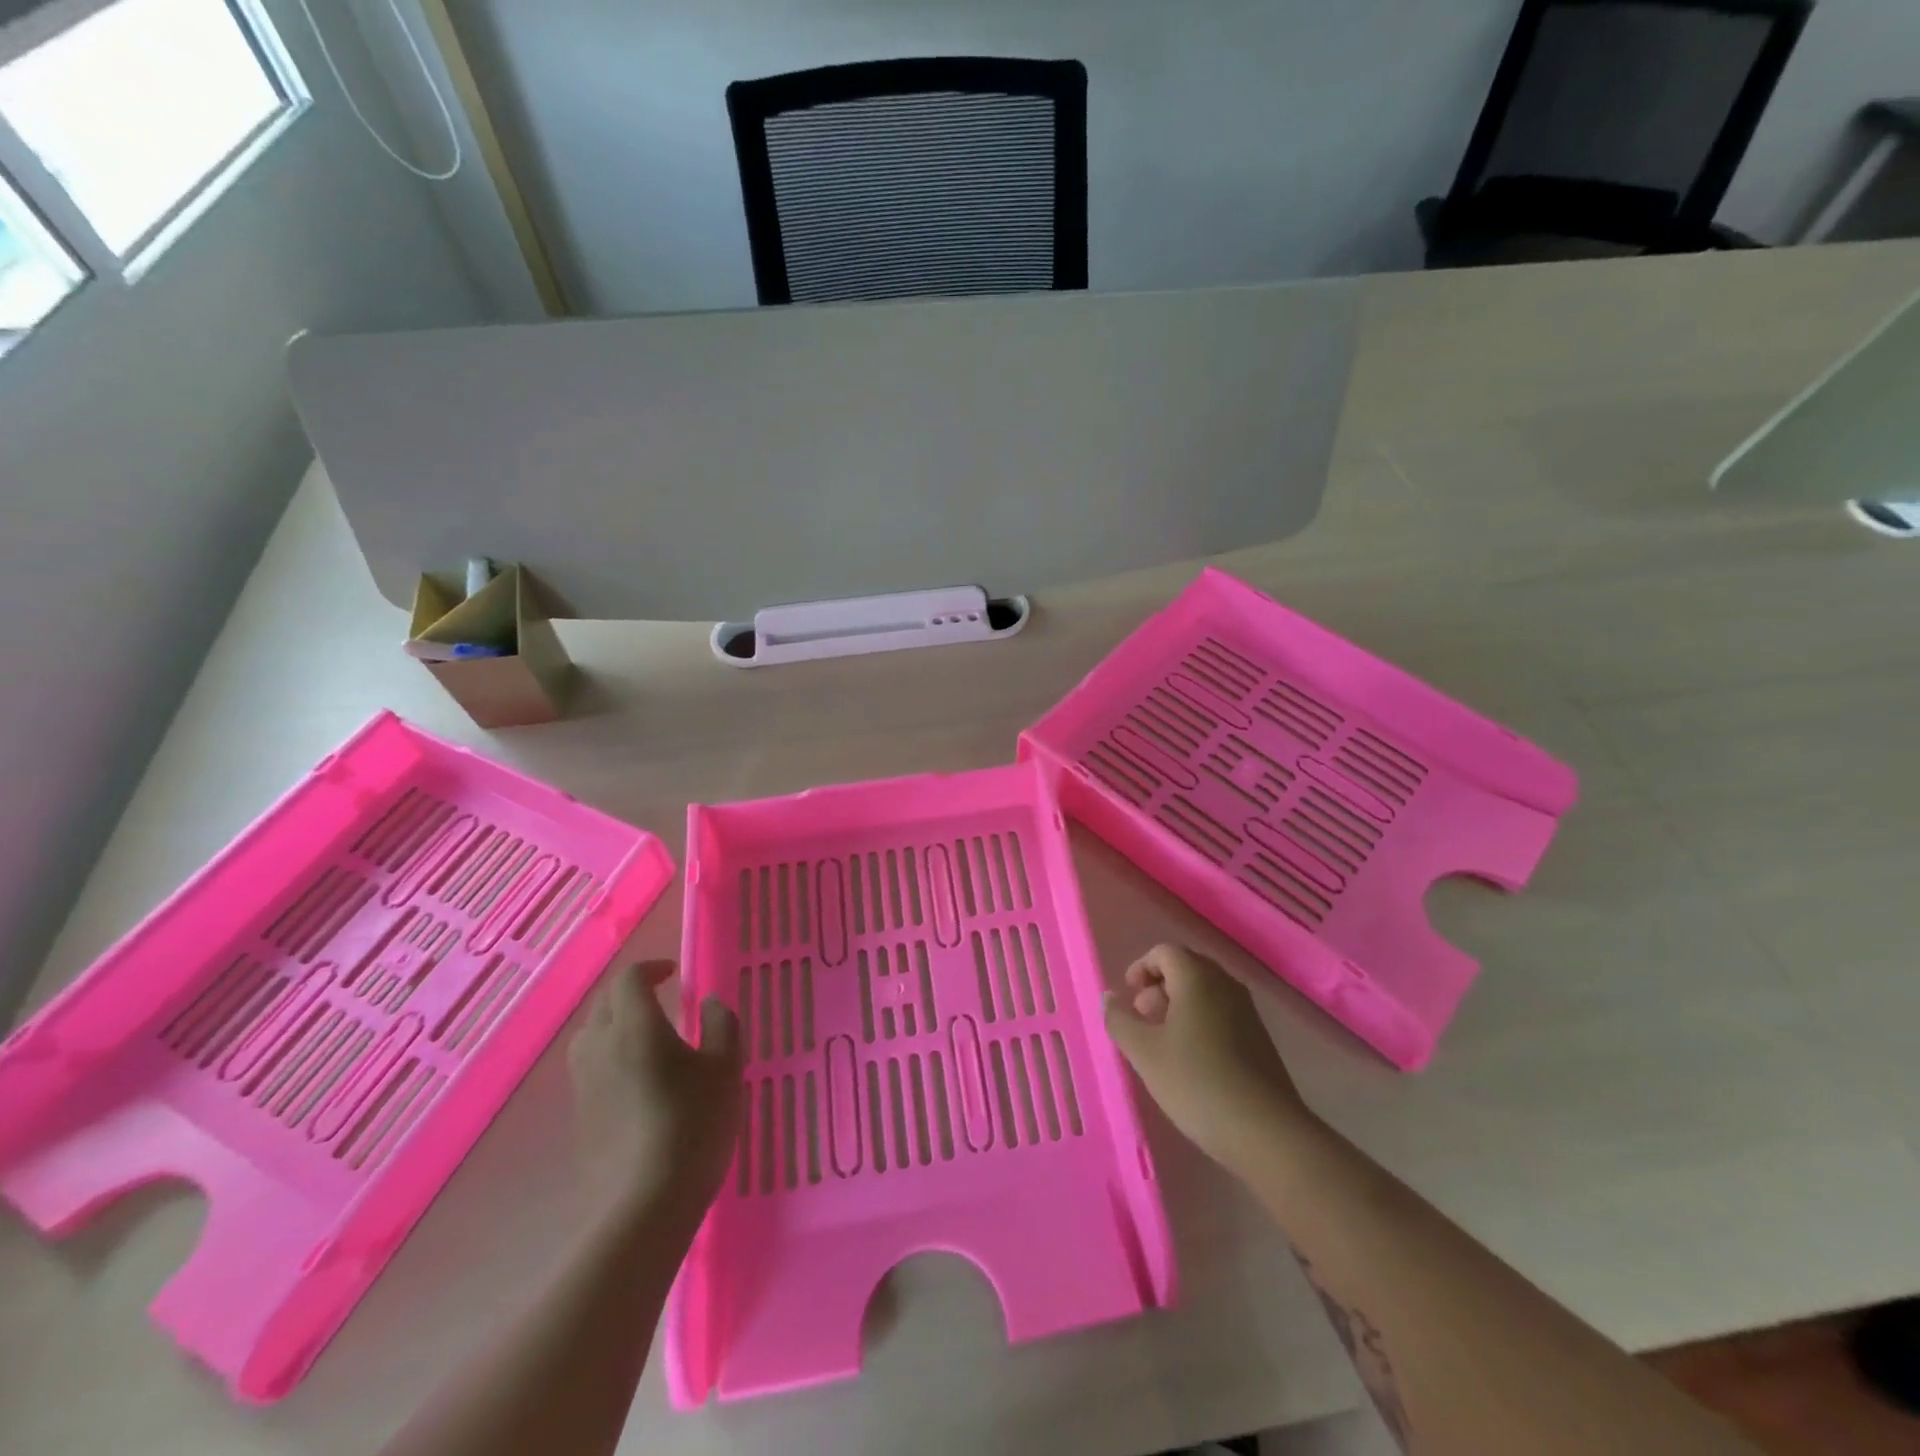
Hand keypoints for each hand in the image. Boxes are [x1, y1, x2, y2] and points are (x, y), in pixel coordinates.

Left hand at [568, 961, 742, 1224]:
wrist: (644, 1205)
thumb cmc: (692, 1124)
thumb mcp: (726, 1068)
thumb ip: (721, 1025)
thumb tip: (710, 1003)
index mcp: (635, 1025)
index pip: (629, 978)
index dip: (651, 968)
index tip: (674, 975)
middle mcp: (600, 1047)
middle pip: (604, 1003)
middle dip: (631, 993)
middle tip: (662, 1000)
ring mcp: (584, 1084)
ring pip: (591, 1036)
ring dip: (616, 1024)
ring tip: (649, 1037)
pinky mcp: (581, 1117)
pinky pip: (591, 1068)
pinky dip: (611, 1057)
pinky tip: (639, 1080)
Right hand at [1103, 943, 1313, 1171]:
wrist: (1267, 1133)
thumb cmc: (1196, 1083)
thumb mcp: (1144, 1053)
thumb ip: (1119, 1020)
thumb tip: (1109, 997)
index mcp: (1197, 978)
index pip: (1164, 952)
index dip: (1141, 967)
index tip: (1129, 996)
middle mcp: (1225, 985)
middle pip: (1186, 968)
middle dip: (1158, 986)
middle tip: (1142, 1019)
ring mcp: (1247, 1012)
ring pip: (1204, 992)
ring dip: (1178, 1006)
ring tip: (1162, 1043)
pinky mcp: (1259, 1039)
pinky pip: (1221, 1014)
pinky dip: (1199, 1022)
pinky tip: (1190, 1060)